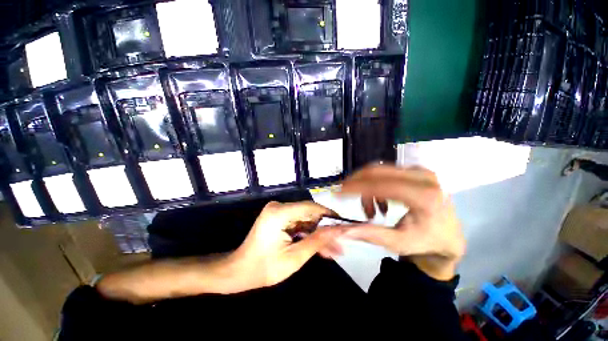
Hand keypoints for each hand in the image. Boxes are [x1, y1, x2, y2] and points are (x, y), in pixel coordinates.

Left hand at [230, 201, 344, 289]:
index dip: (329, 215)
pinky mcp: (279, 217)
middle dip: (324, 229)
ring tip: (332, 249)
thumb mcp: (295, 257)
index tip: (343, 226)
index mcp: (279, 213)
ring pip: (306, 219)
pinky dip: (308, 234)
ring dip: (318, 233)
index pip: (311, 207)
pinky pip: (299, 223)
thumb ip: (318, 241)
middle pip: (309, 214)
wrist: (239, 271)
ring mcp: (278, 211)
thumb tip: (338, 230)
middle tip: (339, 243)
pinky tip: (319, 246)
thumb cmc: (264, 268)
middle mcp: (279, 207)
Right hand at [340, 164, 464, 279]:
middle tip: (343, 194)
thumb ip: (369, 234)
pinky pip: (386, 172)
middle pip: (377, 171)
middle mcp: (424, 177)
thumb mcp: (397, 243)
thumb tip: (341, 230)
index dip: (355, 188)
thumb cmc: (425, 242)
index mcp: (424, 197)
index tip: (337, 193)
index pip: (381, 185)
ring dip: (366, 187)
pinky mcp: (415, 170)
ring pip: (379, 171)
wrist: (449, 236)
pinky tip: (380, 203)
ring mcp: (420, 171)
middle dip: (355, 182)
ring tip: (370, 211)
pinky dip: (375, 185)